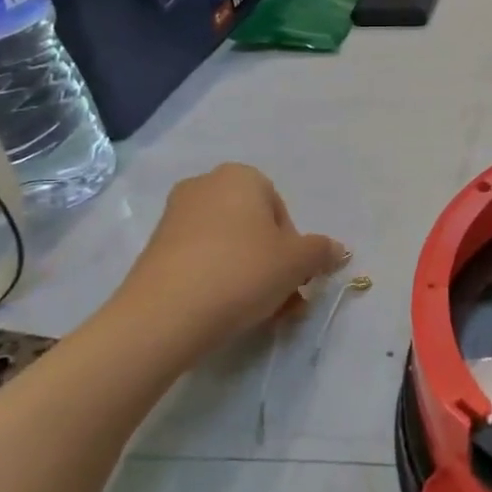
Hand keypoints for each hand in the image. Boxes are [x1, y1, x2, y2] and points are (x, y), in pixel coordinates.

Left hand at [96, 165, 346, 367]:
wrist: (165, 315)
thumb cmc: (242, 272)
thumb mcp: (297, 262)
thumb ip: (321, 251)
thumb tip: (337, 250)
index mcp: (241, 176)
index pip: (281, 211)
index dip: (293, 247)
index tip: (293, 277)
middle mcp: (205, 186)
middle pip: (254, 229)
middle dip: (272, 264)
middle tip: (281, 299)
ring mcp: (175, 217)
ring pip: (229, 247)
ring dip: (249, 276)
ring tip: (258, 314)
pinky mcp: (154, 250)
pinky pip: (201, 261)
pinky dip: (218, 281)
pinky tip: (225, 312)